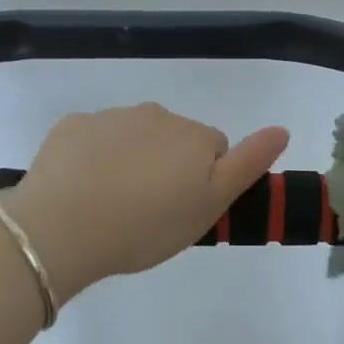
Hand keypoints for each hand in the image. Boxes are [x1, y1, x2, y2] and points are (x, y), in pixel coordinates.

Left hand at [0, 103, 289, 305]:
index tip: (183, 209)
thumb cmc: (146, 226)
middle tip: (149, 210)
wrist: (61, 228)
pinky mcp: (72, 126)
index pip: (215, 149)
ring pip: (135, 136)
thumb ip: (248, 164)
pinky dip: (94, 156)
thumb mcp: (209, 206)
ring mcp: (111, 117)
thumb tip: (282, 128)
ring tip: (113, 203)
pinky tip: (83, 188)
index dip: (204, 181)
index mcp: (193, 136)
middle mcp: (157, 114)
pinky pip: (94, 137)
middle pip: (175, 138)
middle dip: (169, 166)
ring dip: (132, 159)